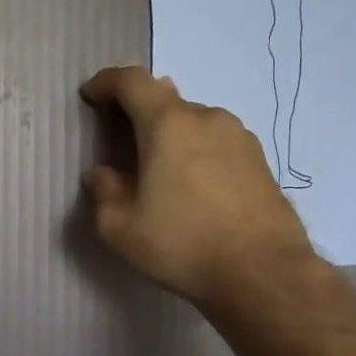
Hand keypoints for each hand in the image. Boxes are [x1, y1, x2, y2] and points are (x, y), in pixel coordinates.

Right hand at [79, 67, 316, 310]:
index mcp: (168, 124)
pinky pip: (219, 145)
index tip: (92, 94)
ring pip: (196, 124)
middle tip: (125, 142)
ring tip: (162, 171)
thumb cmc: (183, 244)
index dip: (107, 82)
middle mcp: (208, 118)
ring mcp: (241, 138)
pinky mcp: (262, 162)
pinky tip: (196, 188)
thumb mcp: (122, 227)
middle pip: (166, 101)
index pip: (133, 81)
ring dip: (173, 137)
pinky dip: (200, 154)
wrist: (263, 273)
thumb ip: (105, 193)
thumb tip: (102, 174)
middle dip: (140, 114)